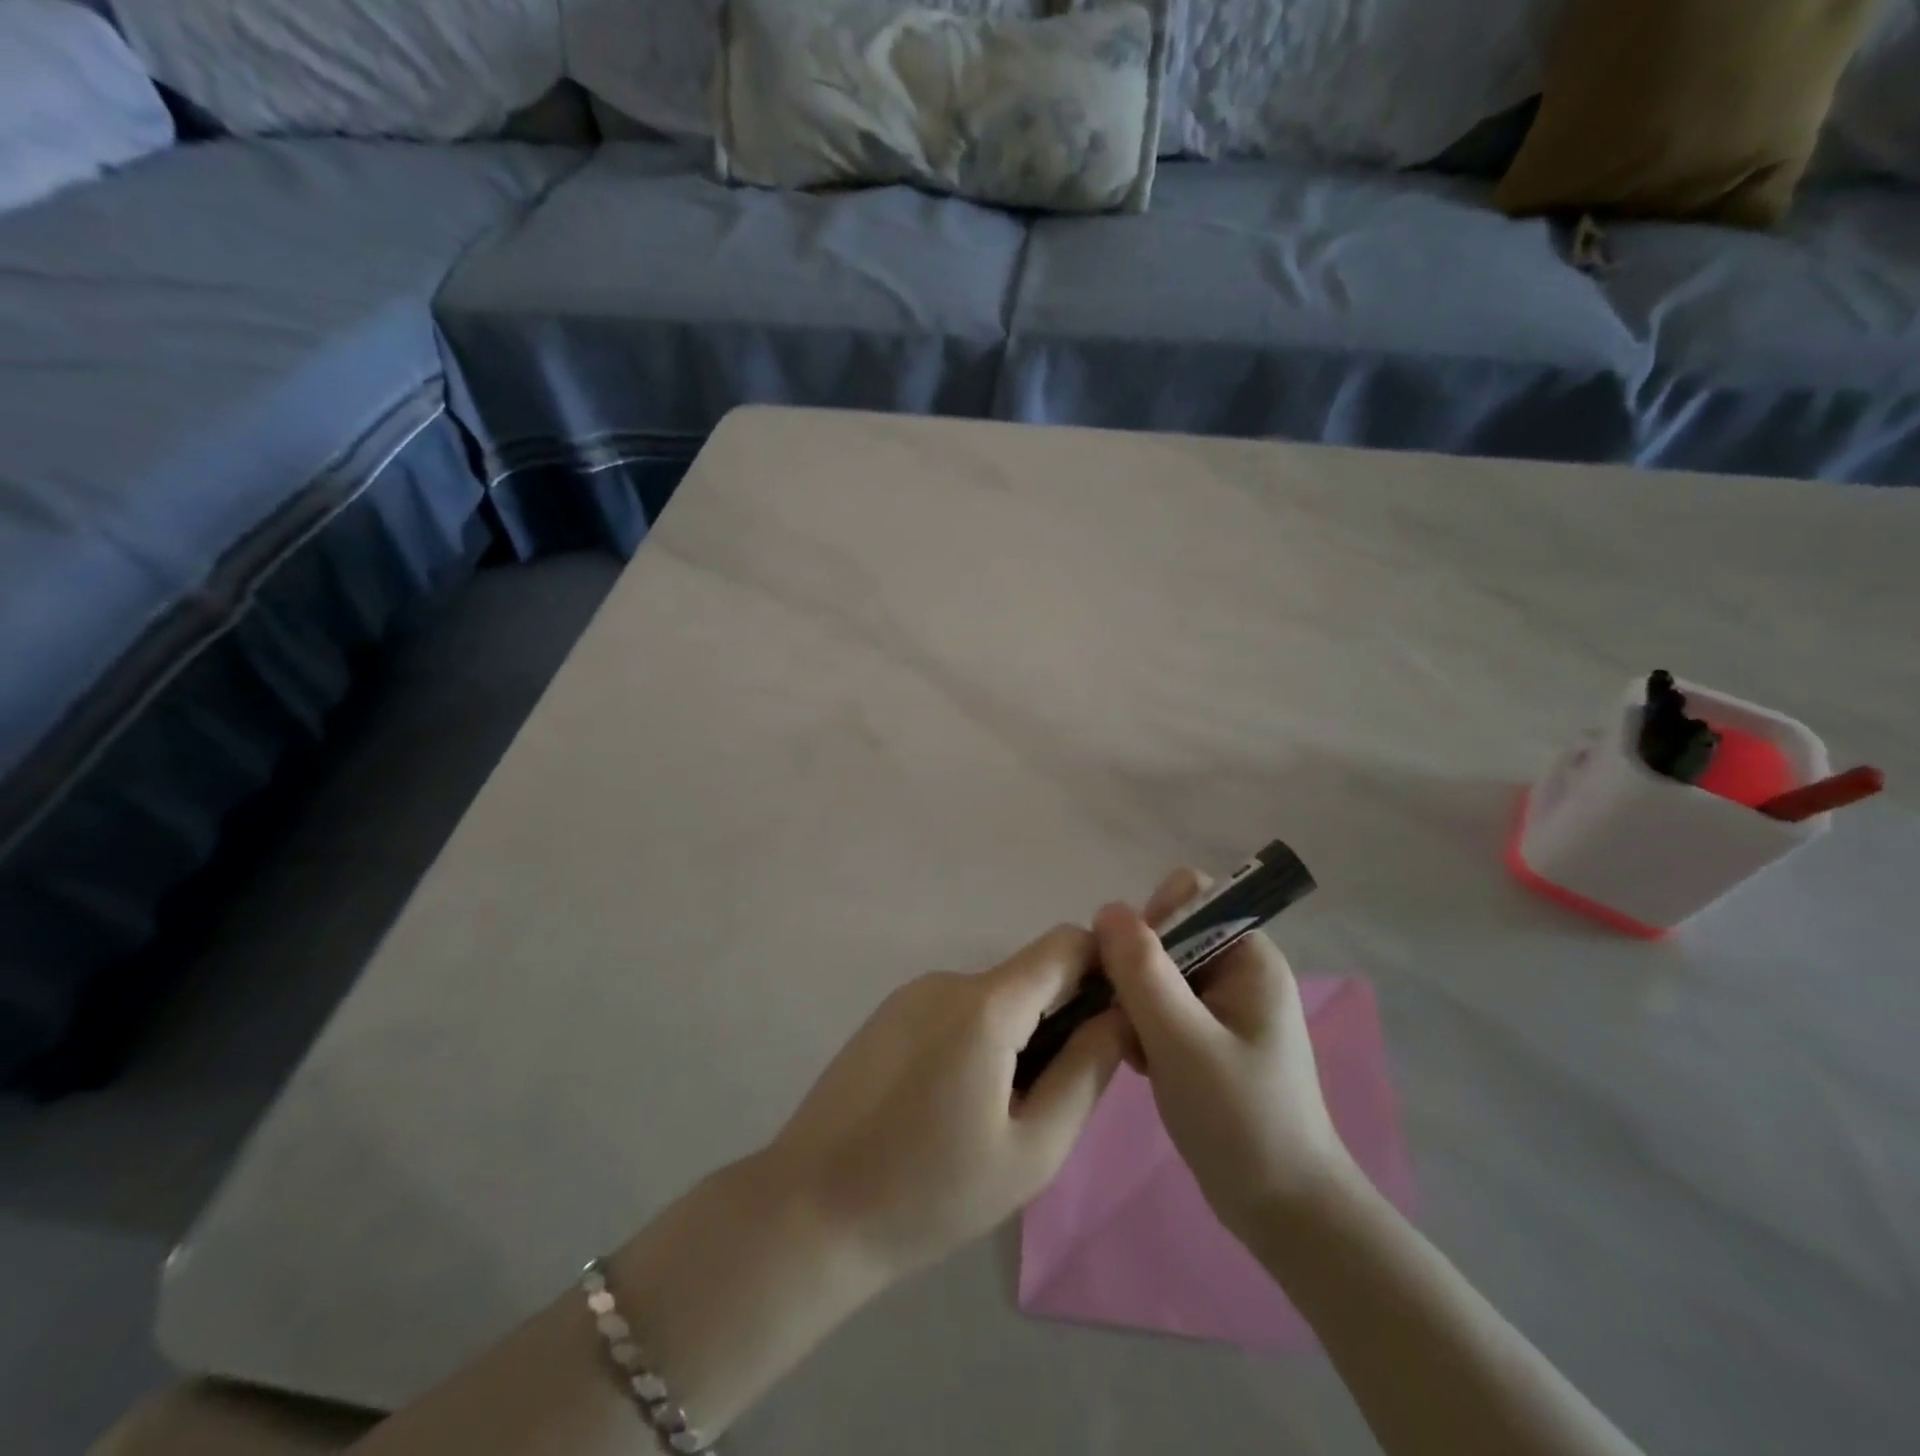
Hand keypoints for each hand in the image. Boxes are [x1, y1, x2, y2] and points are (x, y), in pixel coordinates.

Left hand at [766, 925, 1126, 1282]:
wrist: (810, 1211)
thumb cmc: (930, 1192)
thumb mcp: (1032, 1149)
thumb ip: (1086, 1071)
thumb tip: (1121, 1014)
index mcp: (986, 1004)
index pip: (1065, 944)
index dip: (1103, 967)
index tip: (1119, 1017)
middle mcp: (948, 980)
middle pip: (1029, 975)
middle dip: (1060, 1017)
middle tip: (1054, 1095)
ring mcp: (911, 994)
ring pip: (993, 996)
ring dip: (1017, 1034)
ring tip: (998, 1112)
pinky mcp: (888, 1014)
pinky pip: (956, 1009)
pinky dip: (979, 1039)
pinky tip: (955, 1103)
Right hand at [1097, 869, 1356, 1240]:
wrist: (1285, 1212)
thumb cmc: (1240, 1119)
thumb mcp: (1182, 1040)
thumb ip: (1142, 971)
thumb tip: (1106, 908)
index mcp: (1248, 956)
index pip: (1190, 896)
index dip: (1153, 919)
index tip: (1133, 970)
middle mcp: (1237, 969)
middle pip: (1167, 933)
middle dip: (1136, 970)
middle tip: (1130, 1020)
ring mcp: (1223, 1005)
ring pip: (1156, 971)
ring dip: (1135, 1003)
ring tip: (1137, 1050)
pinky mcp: (1208, 1036)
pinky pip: (1160, 1006)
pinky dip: (1143, 1027)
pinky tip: (1142, 1064)